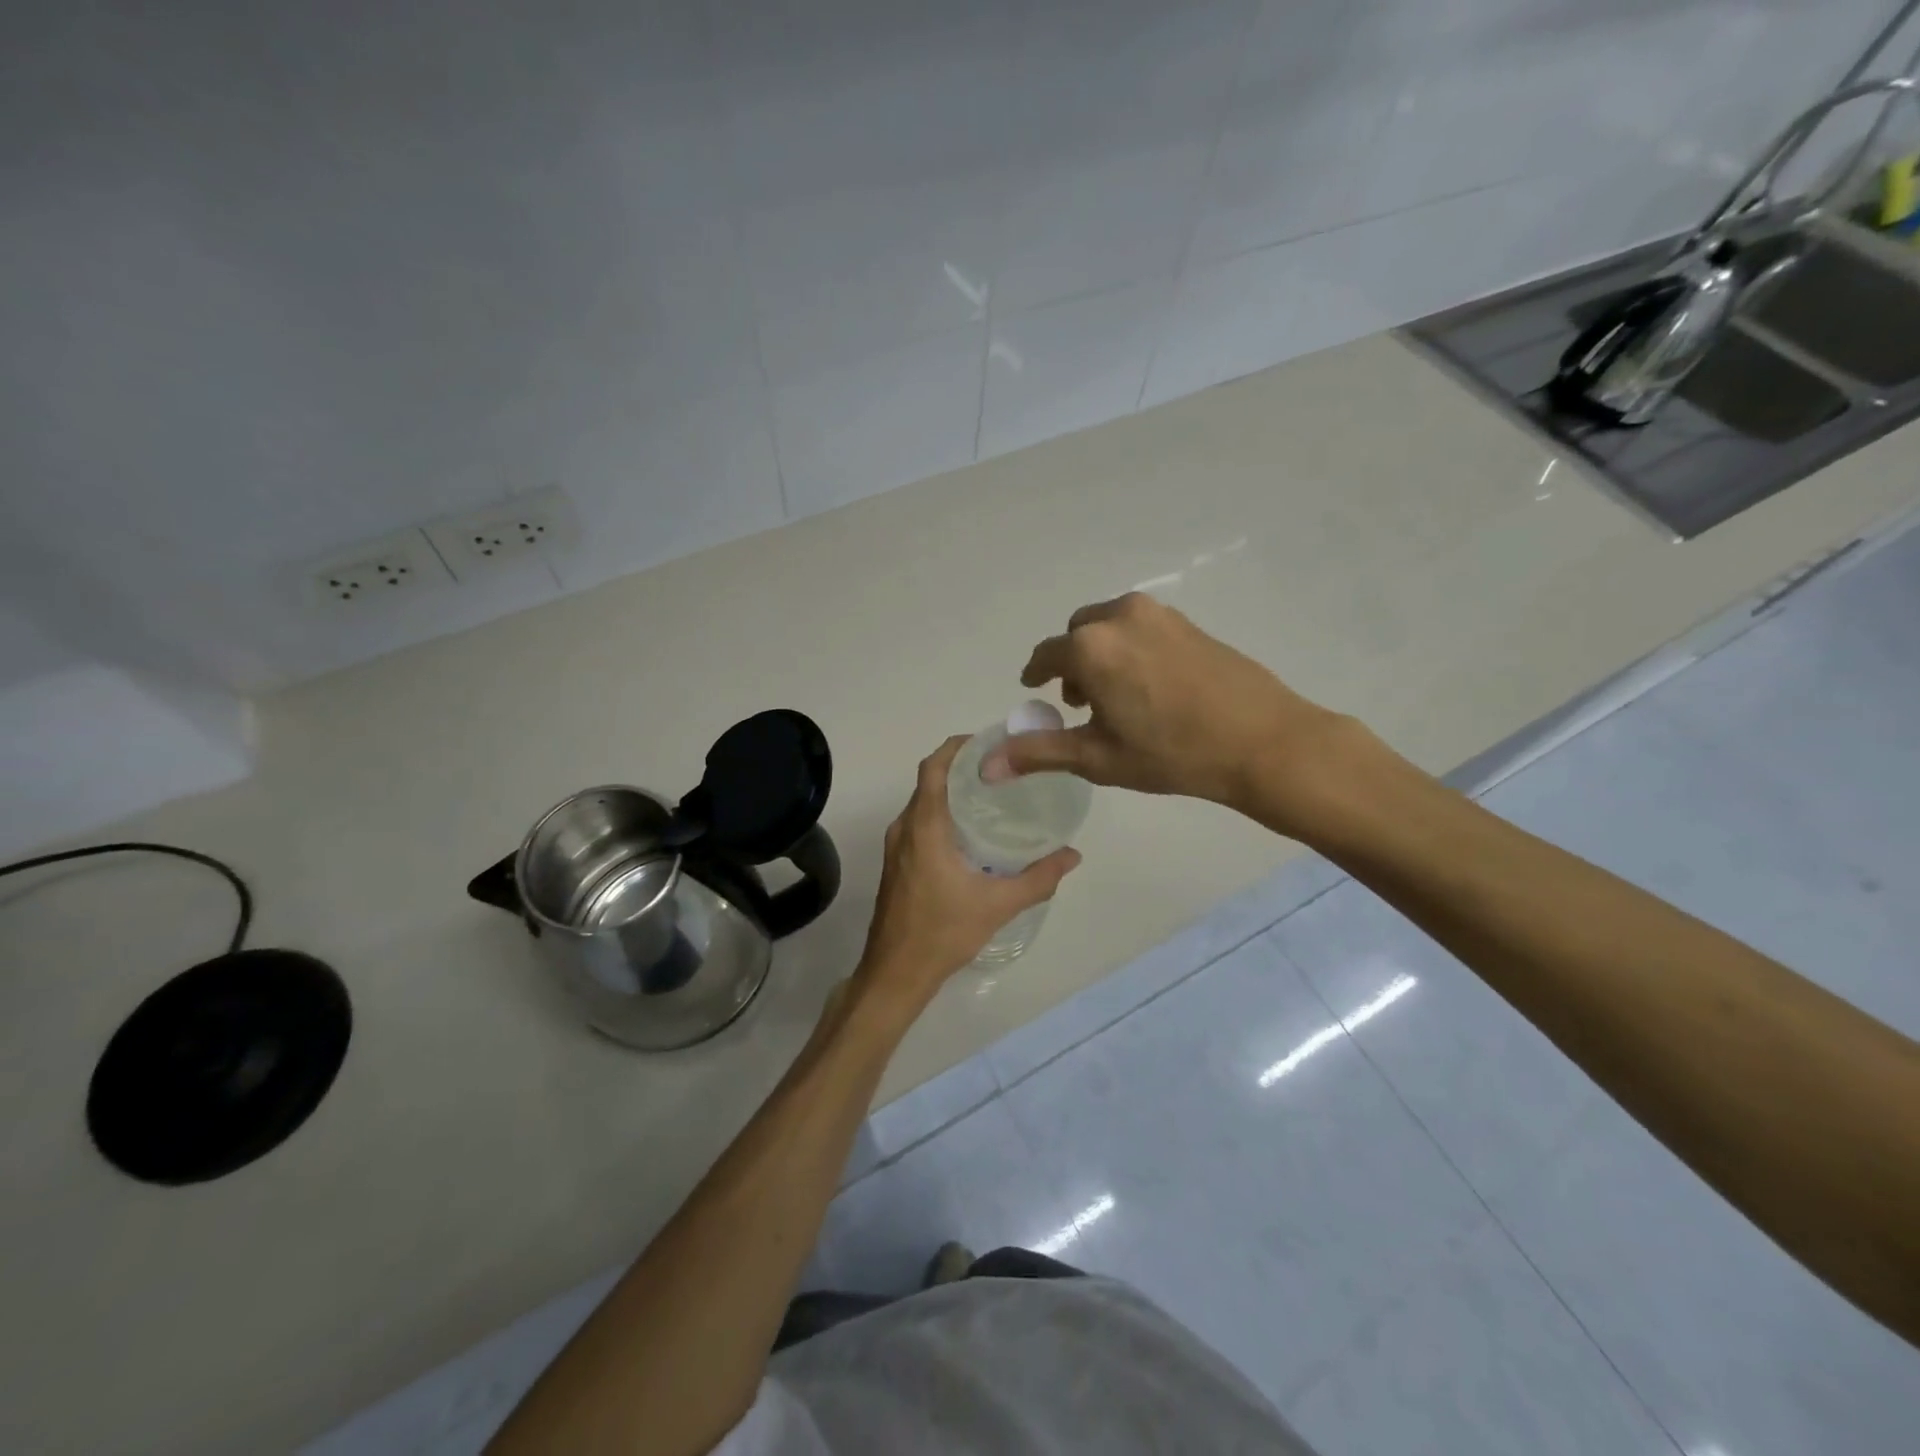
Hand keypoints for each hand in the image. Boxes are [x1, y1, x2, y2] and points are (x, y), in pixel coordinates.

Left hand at [855, 736, 1080, 1010]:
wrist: (896, 972)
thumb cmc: (943, 932)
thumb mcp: (998, 904)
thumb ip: (1039, 878)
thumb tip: (1073, 855)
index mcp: (924, 827)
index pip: (934, 767)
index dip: (958, 746)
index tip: (989, 741)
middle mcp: (904, 828)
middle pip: (930, 781)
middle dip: (961, 766)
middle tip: (1002, 767)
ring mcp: (896, 846)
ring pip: (923, 803)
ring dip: (951, 791)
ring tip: (992, 793)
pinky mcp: (896, 862)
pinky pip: (919, 822)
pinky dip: (942, 813)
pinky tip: (971, 831)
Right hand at [989, 593, 1365, 828]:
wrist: (1263, 741)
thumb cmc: (1172, 753)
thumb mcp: (1098, 757)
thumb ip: (1039, 752)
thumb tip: (986, 766)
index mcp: (1090, 646)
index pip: (1045, 657)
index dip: (1035, 675)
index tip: (1034, 689)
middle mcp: (1119, 617)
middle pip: (1077, 636)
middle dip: (1071, 665)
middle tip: (1080, 704)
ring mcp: (1159, 615)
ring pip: (1109, 628)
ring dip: (1101, 655)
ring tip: (1116, 697)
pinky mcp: (1188, 622)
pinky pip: (1140, 628)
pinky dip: (1130, 649)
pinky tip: (1150, 687)